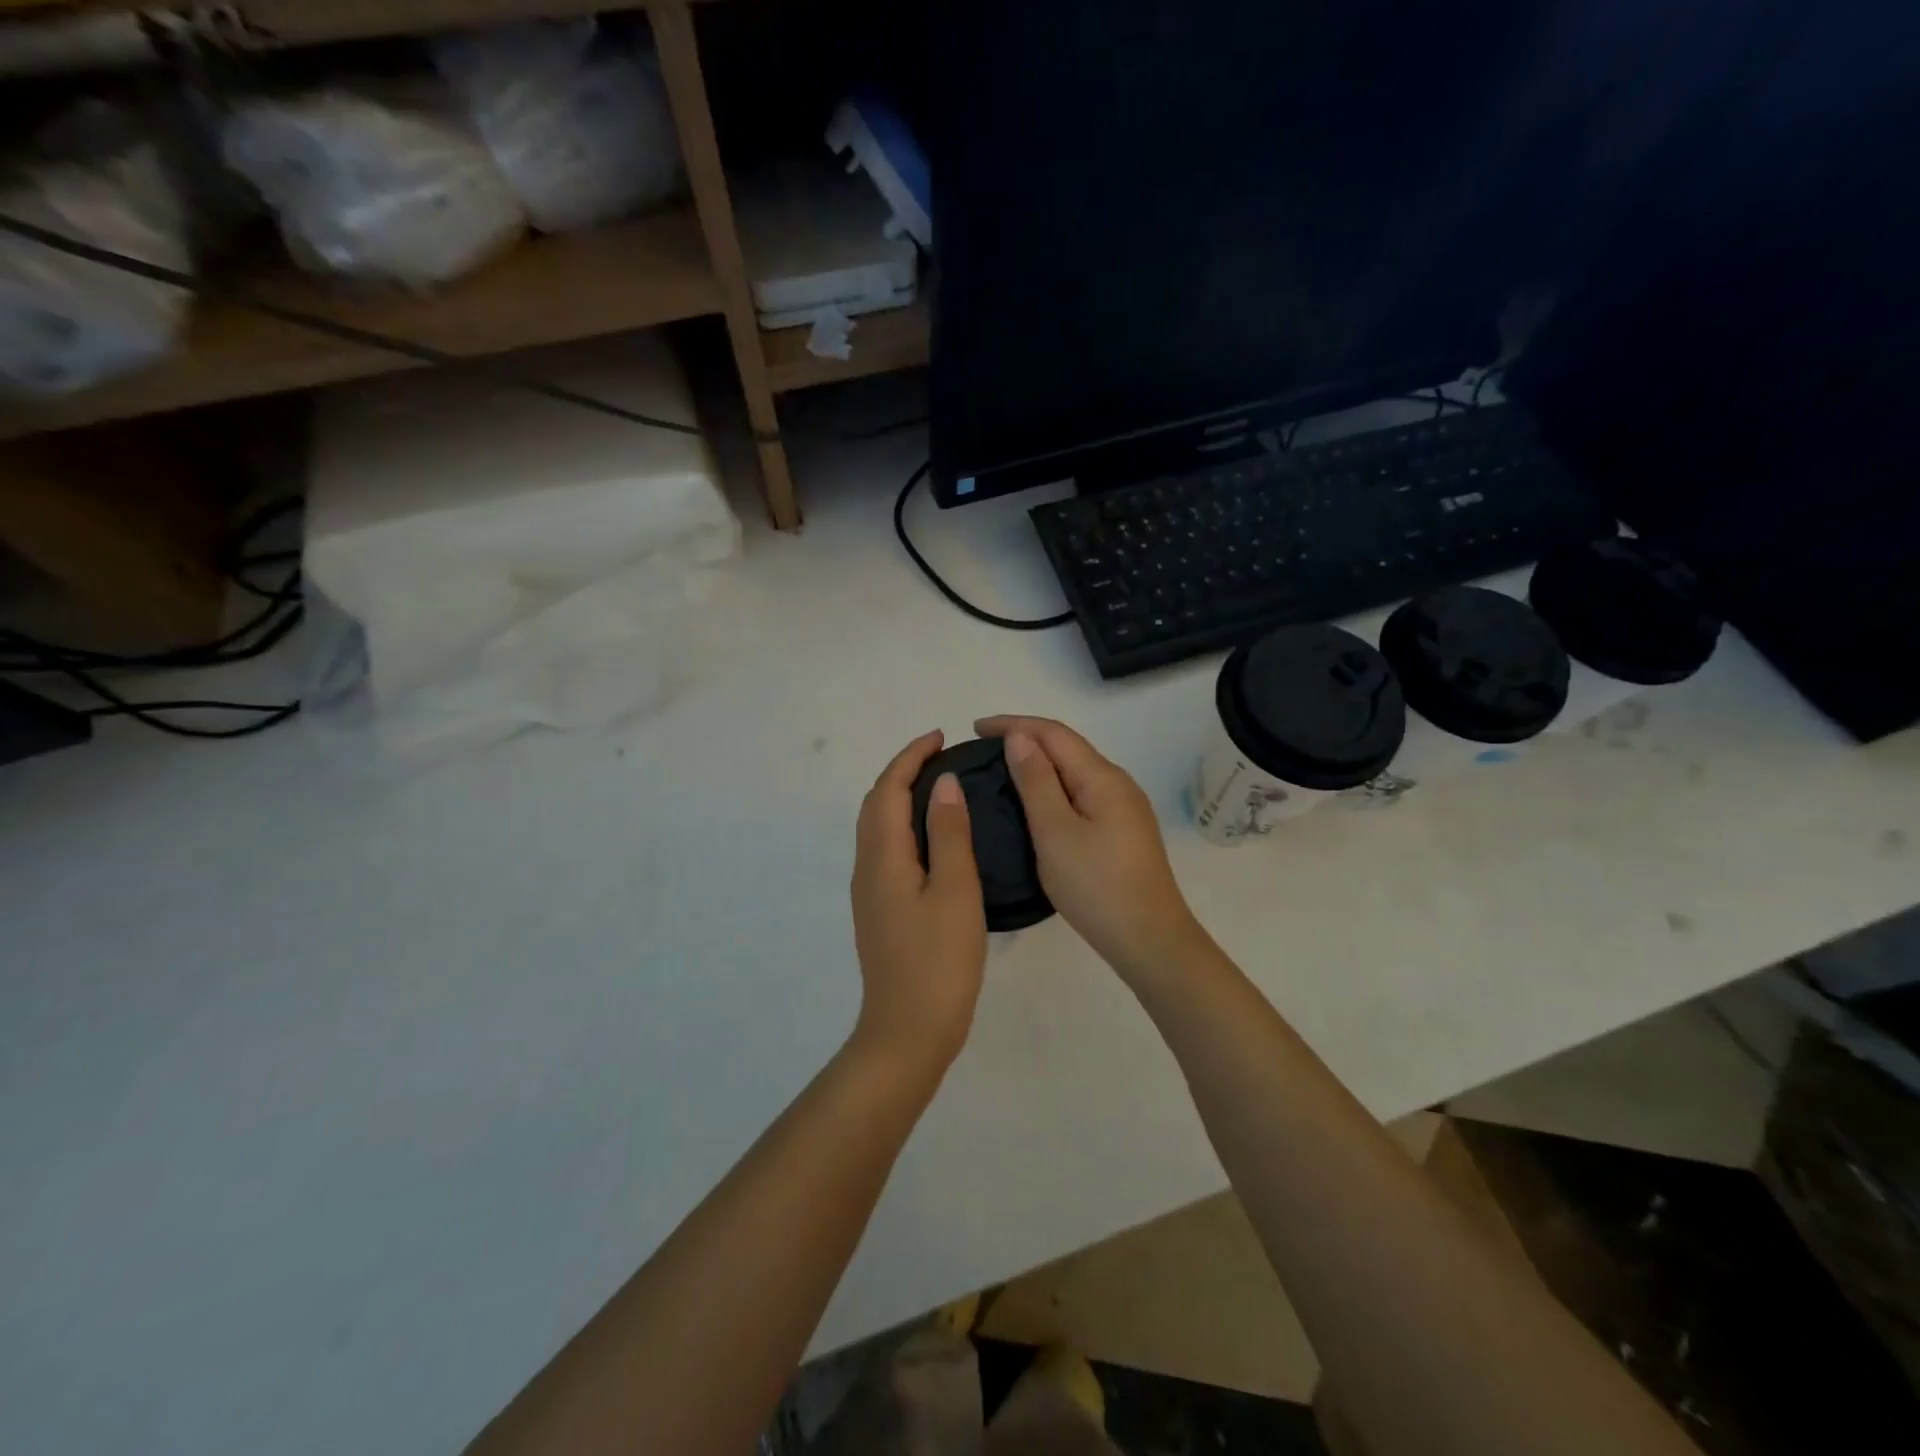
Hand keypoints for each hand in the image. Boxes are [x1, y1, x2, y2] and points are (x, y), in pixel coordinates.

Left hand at [849, 730, 987, 1075]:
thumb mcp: (955, 891)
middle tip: (941, 755)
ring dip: (899, 796)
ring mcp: (869, 891)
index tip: (941, 737)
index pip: (889, 789)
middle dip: (902, 771)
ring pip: (877, 826)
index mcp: (883, 856)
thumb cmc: (939, 961)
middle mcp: (867, 867)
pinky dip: (902, 824)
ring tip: (937, 786)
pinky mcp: (878, 910)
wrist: (908, 1031)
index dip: (911, 757)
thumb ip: (950, 833)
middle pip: (875, 804)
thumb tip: (943, 783)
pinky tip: (930, 836)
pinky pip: (884, 848)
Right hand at [976, 716, 1207, 984]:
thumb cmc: (1096, 886)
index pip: (1053, 733)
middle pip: (1067, 748)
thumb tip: (1019, 737)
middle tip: (983, 751)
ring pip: (1074, 772)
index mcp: (1102, 777)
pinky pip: (1081, 793)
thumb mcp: (1055, 832)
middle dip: (1025, 740)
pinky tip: (1035, 803)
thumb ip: (1036, 781)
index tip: (975, 729)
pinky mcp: (1122, 831)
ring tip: (1001, 773)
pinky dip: (1053, 788)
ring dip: (1039, 764)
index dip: (1014, 724)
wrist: (1149, 939)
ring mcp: (1123, 808)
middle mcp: (1117, 783)